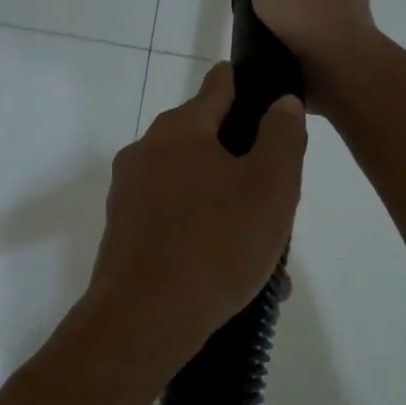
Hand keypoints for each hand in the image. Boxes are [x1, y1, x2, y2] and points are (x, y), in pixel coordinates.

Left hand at [87, 63, 306, 360]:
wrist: (144, 319)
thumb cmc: (216, 242)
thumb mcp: (271, 185)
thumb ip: (282, 136)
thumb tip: (281, 102)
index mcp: (180, 129)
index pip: (220, 86)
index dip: (251, 87)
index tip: (275, 102)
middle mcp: (146, 152)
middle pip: (207, 143)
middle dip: (246, 165)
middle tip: (279, 201)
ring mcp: (129, 195)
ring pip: (194, 189)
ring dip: (230, 210)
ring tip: (266, 256)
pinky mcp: (123, 234)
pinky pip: (175, 222)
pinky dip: (205, 237)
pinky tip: (232, 275)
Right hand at [233, 0, 381, 118]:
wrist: (338, 70)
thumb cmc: (306, 14)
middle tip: (251, 5)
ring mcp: (340, 32)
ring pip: (304, 22)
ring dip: (285, 26)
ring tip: (256, 36)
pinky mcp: (334, 63)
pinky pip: (305, 50)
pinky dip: (290, 51)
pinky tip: (271, 56)